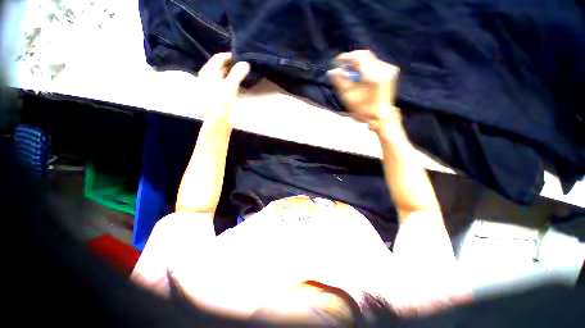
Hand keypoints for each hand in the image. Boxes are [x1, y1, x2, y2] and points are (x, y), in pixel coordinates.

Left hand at [197, 52, 249, 122]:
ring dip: (229, 73)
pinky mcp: (213, 95)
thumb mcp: (230, 85)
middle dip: (229, 64)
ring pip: (219, 75)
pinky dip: (227, 81)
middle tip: (241, 65)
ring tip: (240, 73)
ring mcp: (209, 87)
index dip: (228, 56)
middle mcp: (206, 77)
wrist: (217, 120)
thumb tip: (245, 63)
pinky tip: (234, 84)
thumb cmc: (222, 101)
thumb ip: (237, 73)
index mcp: (207, 72)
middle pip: (218, 66)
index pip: (218, 58)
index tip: (239, 56)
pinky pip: (220, 83)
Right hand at [328, 50, 400, 132]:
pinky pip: (374, 63)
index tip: (336, 63)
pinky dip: (364, 67)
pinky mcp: (389, 71)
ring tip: (349, 73)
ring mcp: (388, 69)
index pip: (358, 57)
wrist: (381, 116)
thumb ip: (340, 82)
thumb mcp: (349, 97)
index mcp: (373, 75)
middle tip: (342, 69)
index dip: (346, 57)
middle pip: (364, 55)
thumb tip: (331, 72)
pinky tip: (358, 75)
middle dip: (351, 60)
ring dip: (357, 64)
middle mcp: (383, 68)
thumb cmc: (363, 110)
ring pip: (369, 58)